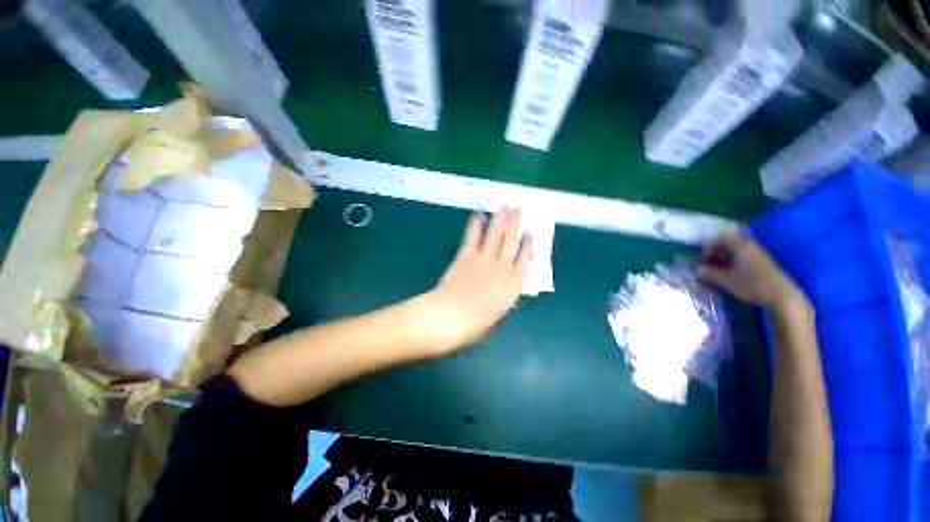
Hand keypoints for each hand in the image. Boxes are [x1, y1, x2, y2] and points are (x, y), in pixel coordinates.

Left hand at [415, 208, 531, 354]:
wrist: (449, 316)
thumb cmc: (474, 324)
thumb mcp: (497, 315)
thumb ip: (504, 298)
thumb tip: (507, 290)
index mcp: (513, 284)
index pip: (525, 259)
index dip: (528, 244)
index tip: (529, 232)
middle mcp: (502, 267)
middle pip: (511, 240)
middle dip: (516, 223)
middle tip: (519, 208)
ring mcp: (483, 259)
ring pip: (495, 234)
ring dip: (500, 219)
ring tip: (505, 206)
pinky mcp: (466, 255)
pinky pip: (473, 237)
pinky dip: (476, 225)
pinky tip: (479, 215)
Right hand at [698, 229, 808, 313]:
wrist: (782, 295)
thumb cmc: (752, 285)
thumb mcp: (727, 280)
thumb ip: (709, 273)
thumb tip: (696, 270)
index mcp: (740, 246)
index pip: (720, 238)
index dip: (708, 246)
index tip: (702, 258)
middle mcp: (748, 246)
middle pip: (727, 243)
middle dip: (714, 252)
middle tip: (706, 264)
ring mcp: (756, 254)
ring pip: (734, 251)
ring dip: (722, 258)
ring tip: (714, 270)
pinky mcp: (760, 263)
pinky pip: (741, 257)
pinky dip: (731, 263)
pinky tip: (727, 273)